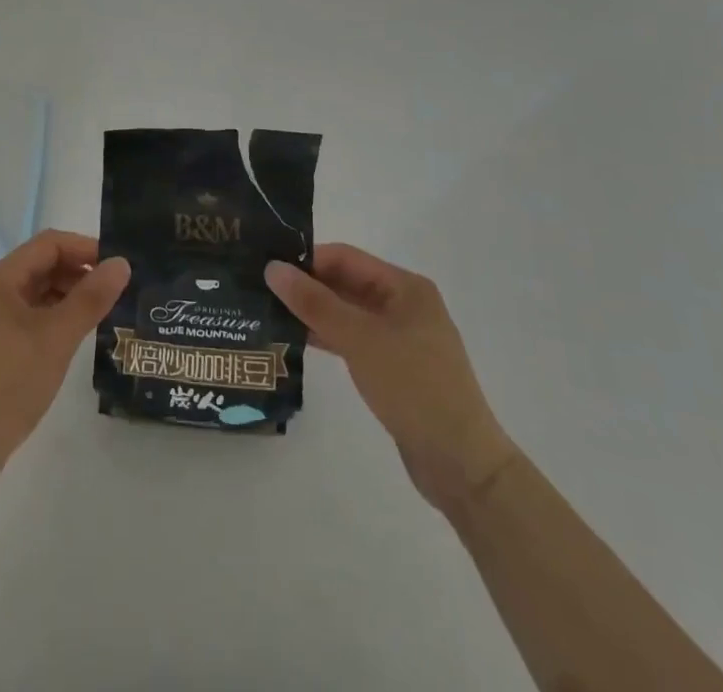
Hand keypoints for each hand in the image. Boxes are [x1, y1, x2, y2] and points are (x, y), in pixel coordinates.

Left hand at [0, 230, 129, 485]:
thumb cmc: (9, 382)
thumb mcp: (57, 337)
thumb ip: (91, 297)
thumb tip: (122, 263)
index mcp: (0, 278)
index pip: (49, 244)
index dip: (85, 249)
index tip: (119, 266)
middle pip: (42, 266)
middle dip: (80, 273)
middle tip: (117, 292)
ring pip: (37, 293)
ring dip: (69, 297)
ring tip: (104, 313)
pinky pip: (31, 318)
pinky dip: (55, 319)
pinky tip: (77, 337)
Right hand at [266, 244, 517, 515]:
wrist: (462, 465)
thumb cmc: (414, 388)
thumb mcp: (360, 339)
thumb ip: (315, 303)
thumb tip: (272, 268)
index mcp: (405, 287)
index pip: (345, 258)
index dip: (307, 260)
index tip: (267, 267)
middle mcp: (404, 304)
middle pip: (346, 283)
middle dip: (307, 286)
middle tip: (261, 289)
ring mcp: (400, 338)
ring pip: (347, 313)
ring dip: (313, 313)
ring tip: (269, 313)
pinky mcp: (394, 367)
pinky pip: (353, 339)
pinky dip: (327, 337)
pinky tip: (296, 341)